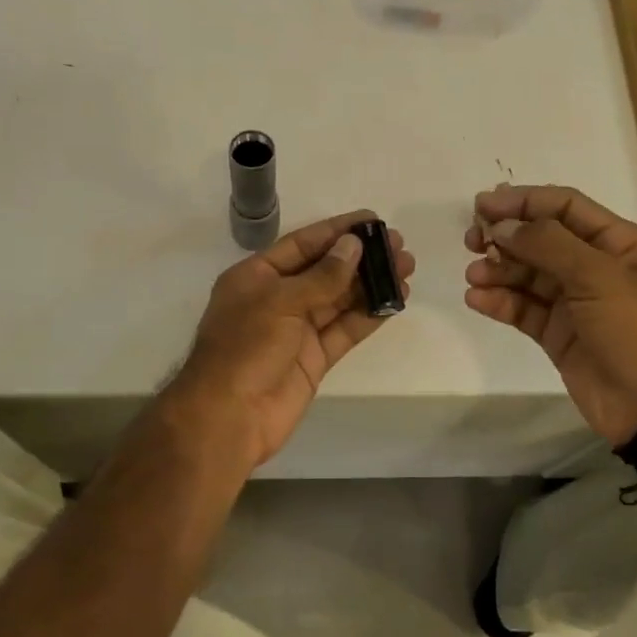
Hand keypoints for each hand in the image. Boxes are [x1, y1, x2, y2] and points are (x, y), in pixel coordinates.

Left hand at [174, 211, 413, 468]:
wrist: (229, 417)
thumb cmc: (245, 348)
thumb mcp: (280, 301)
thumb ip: (322, 276)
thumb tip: (354, 245)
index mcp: (256, 276)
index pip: (302, 245)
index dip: (337, 231)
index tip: (372, 219)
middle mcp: (277, 299)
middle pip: (325, 270)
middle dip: (361, 257)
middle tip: (399, 245)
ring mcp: (297, 330)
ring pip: (340, 300)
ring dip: (371, 283)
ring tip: (407, 267)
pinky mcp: (314, 358)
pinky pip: (345, 330)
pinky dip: (369, 315)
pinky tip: (395, 300)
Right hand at [464, 185, 636, 444]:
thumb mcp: (600, 277)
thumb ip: (549, 245)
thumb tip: (502, 226)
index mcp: (618, 244)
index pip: (565, 207)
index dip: (524, 202)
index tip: (482, 205)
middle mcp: (595, 268)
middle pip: (542, 240)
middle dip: (506, 237)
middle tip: (471, 241)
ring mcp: (575, 303)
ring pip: (528, 276)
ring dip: (498, 271)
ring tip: (474, 276)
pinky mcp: (558, 335)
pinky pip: (523, 310)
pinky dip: (500, 302)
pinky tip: (477, 300)